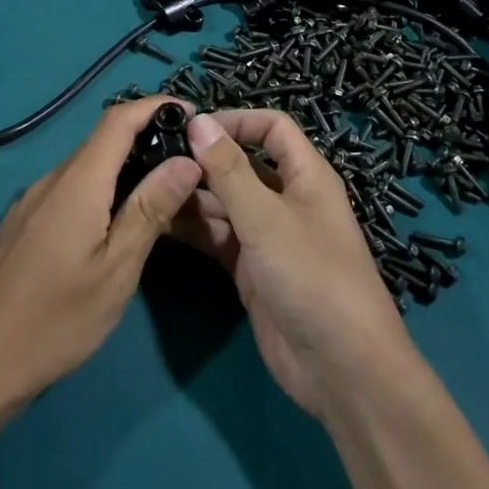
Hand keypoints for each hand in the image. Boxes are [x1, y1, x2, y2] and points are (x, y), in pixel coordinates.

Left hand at [0, 97, 201, 407]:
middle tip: (189, 163)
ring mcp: (32, 202)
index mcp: (77, 183)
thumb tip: (186, 160)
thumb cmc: (56, 321)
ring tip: (162, 193)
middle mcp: (51, 181)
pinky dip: (102, 190)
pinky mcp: (24, 223)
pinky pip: (70, 190)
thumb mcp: (116, 269)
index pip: (119, 120)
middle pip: (103, 141)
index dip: (156, 106)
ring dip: (125, 168)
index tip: (194, 114)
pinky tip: (116, 223)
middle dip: (148, 138)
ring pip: (86, 168)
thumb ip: (150, 209)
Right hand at [174, 109, 416, 416]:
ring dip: (193, 195)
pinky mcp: (252, 270)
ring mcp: (268, 237)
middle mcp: (286, 200)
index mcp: (305, 176)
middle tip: (154, 158)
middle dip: (204, 160)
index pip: (272, 128)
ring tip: (148, 187)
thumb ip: (229, 170)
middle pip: (242, 165)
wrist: (340, 368)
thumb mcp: (266, 218)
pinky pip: (219, 237)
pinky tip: (158, 222)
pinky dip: (193, 229)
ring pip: (225, 203)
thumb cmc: (311, 276)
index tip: (191, 126)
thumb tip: (198, 121)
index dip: (236, 120)